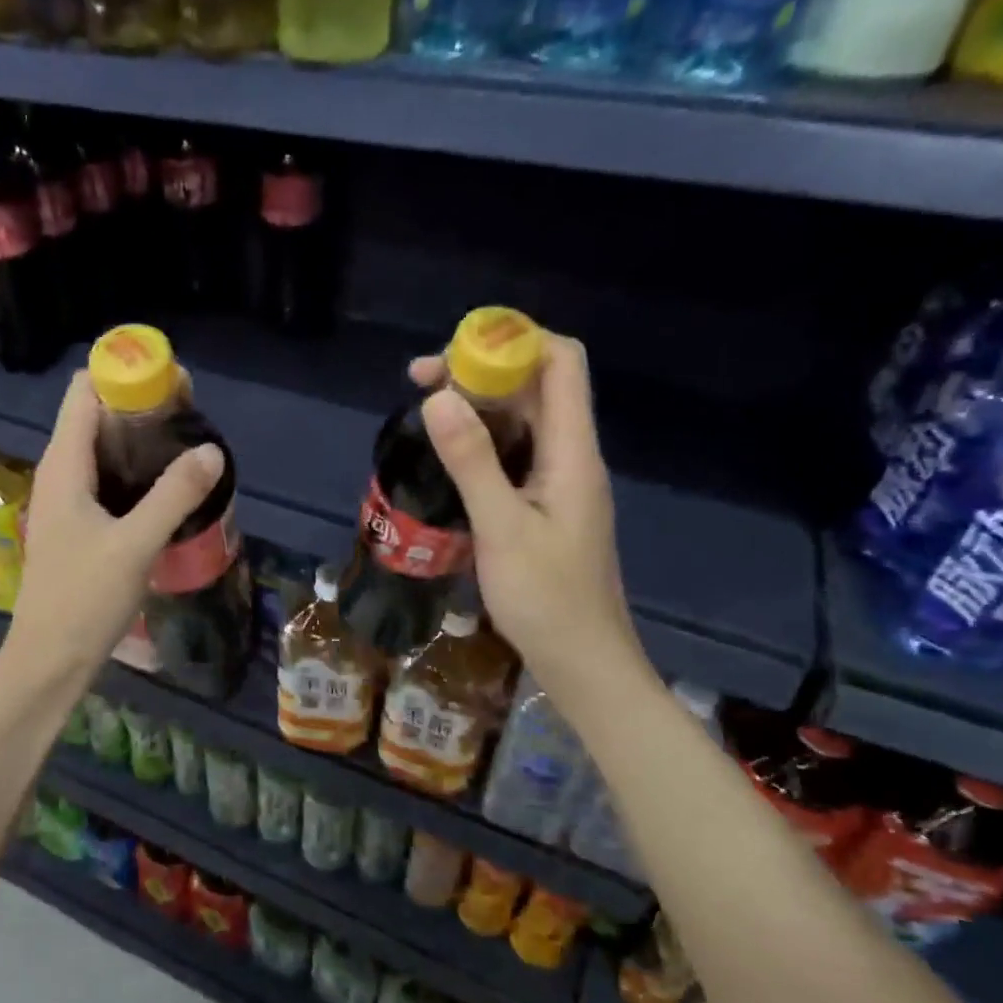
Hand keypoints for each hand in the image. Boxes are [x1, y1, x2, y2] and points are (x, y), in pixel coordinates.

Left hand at [4, 371, 224, 682]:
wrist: (49, 661)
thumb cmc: (83, 600)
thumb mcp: (134, 545)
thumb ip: (174, 495)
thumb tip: (212, 450)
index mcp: (64, 464)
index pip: (85, 390)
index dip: (125, 372)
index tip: (173, 381)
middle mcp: (61, 472)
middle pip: (97, 414)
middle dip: (142, 404)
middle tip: (193, 413)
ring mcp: (68, 499)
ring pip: (104, 448)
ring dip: (142, 439)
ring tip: (189, 443)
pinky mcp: (79, 524)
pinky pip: (109, 478)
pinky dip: (137, 470)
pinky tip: (170, 486)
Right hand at [410, 332, 646, 704]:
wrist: (582, 661)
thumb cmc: (546, 599)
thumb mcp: (502, 528)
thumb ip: (472, 461)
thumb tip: (439, 398)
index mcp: (572, 451)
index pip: (561, 363)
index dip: (513, 341)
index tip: (454, 354)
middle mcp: (570, 455)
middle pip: (537, 385)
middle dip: (482, 370)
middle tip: (421, 382)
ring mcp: (558, 481)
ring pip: (523, 420)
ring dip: (479, 405)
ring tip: (425, 411)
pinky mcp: (544, 505)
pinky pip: (515, 453)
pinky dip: (481, 440)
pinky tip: (447, 456)